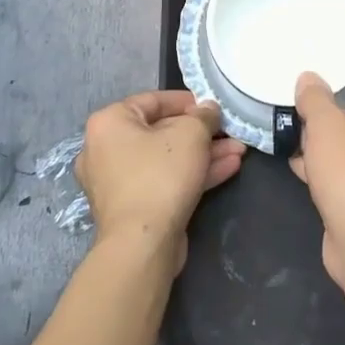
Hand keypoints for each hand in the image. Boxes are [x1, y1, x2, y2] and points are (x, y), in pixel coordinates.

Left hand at [76, 90, 245, 273]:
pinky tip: (228, 169)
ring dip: (203, 154)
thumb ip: (203, 116)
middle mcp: (105, 149)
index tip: (213, 107)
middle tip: (229, 132)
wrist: (142, 243)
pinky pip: (164, 180)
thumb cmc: (160, 176)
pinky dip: (192, 174)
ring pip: (167, 159)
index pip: (152, 100)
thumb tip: (208, 109)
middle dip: (201, 133)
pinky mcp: (132, 207)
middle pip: (161, 132)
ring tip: (238, 152)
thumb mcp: (190, 134)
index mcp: (109, 123)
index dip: (187, 101)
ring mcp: (117, 182)